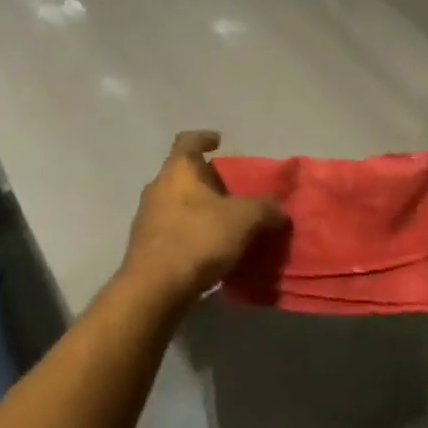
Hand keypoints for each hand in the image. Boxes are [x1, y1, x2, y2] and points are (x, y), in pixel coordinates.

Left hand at [119, 131, 285, 310]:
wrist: (154, 289)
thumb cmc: (197, 239)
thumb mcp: (243, 219)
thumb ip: (265, 208)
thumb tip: (280, 209)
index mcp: (177, 170)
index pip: (188, 140)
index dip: (204, 137)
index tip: (219, 141)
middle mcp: (158, 187)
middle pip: (183, 174)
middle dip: (207, 180)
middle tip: (233, 190)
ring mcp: (147, 217)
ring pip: (178, 202)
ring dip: (199, 208)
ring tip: (225, 222)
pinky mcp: (146, 246)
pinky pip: (173, 229)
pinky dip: (191, 232)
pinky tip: (210, 249)